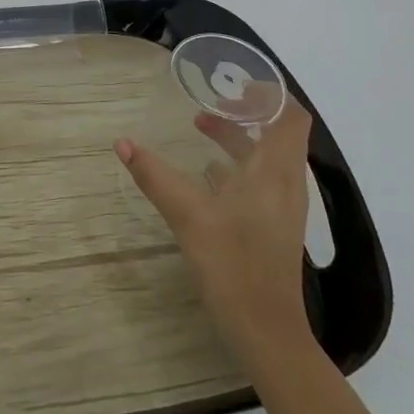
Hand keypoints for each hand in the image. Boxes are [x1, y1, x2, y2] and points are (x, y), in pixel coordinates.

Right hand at [114, 100, 315, 374]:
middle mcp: (285, 184)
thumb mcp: (188, 216)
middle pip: (277, 133)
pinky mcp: (272, 226)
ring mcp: (281, 208)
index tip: (234, 83)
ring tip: (200, 127)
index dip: (269, 94)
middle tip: (210, 100)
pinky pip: (260, 180)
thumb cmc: (233, 265)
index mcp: (274, 172)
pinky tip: (206, 176)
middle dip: (245, 111)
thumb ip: (155, 176)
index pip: (291, 116)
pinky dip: (237, 166)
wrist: (265, 330)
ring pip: (266, 157)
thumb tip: (122, 142)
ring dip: (238, 138)